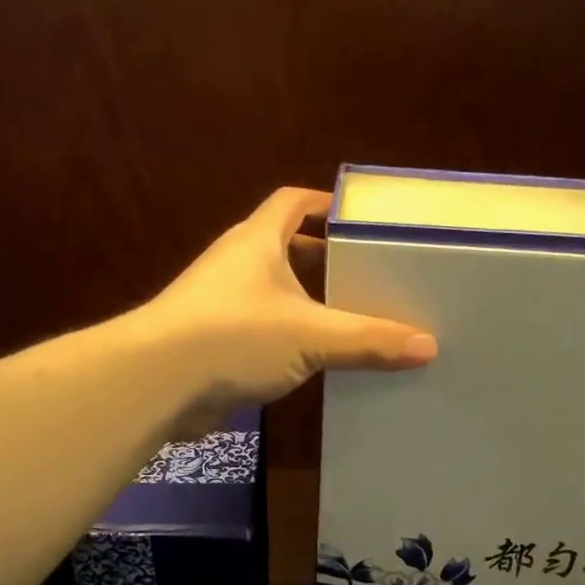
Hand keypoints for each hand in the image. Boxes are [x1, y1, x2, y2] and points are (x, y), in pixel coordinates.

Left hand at [143, 187, 437, 418]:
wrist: (156, 382)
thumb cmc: (234, 336)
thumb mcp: (311, 335)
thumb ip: (369, 340)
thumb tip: (429, 345)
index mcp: (257, 241)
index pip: (292, 202)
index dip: (324, 203)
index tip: (359, 221)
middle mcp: (237, 264)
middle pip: (287, 249)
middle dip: (325, 262)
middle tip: (369, 279)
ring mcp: (220, 304)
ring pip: (275, 295)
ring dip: (308, 305)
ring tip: (352, 321)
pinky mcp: (213, 342)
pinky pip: (262, 331)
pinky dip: (289, 339)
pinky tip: (316, 361)